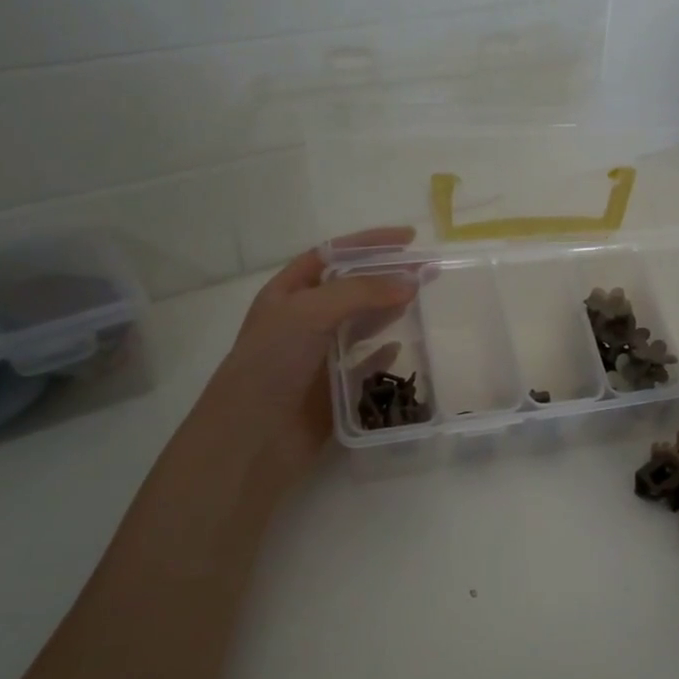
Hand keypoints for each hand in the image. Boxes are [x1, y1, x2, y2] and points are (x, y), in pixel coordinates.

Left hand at [205, 228, 418, 487]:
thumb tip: (410, 283)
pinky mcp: (333, 389)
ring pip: (360, 324)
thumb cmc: (272, 364)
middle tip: (427, 272)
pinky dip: (383, 354)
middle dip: (387, 276)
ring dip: (388, 310)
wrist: (251, 439)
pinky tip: (401, 347)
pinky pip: (364, 364)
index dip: (368, 243)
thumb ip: (361, 292)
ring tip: (420, 300)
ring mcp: (318, 356)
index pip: (332, 255)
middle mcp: (302, 321)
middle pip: (351, 288)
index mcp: (287, 294)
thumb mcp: (309, 313)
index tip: (409, 239)